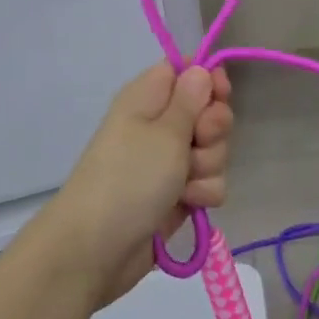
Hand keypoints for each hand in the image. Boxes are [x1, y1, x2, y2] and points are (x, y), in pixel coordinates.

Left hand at [37, 62, 233, 306]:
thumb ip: (191, 98)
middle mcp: (160, 124)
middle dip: (213, 129)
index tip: (221, 94)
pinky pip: (208, 182)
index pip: (187, 70)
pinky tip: (187, 203)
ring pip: (213, 150)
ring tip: (184, 183)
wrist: (97, 249)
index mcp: (149, 97)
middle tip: (197, 143)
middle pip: (208, 111)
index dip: (209, 79)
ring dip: (208, 166)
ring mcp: (168, 161)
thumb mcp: (165, 131)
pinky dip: (202, 192)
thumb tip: (201, 69)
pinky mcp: (177, 194)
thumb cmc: (129, 177)